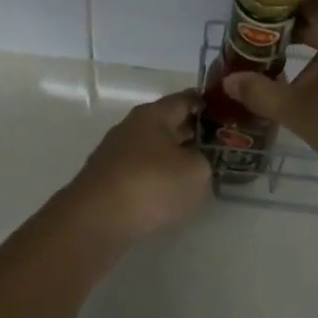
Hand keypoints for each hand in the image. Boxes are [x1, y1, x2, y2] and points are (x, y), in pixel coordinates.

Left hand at [65, 89, 211, 246]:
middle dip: (188, 132)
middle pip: (166, 123)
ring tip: (190, 172)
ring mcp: (115, 151)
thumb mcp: (195, 172)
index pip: (184, 99)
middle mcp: (132, 125)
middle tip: (212, 145)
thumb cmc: (151, 184)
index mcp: (154, 114)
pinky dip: (153, 176)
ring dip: (170, 156)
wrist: (97, 218)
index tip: (220, 112)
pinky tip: (163, 193)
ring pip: (151, 147)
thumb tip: (194, 159)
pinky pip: (137, 169)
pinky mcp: (105, 178)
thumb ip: (203, 160)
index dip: (204, 104)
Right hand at [224, 9, 317, 198]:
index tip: (249, 32)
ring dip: (311, 59)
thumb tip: (229, 79)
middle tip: (259, 56)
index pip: (299, 9)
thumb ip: (261, 93)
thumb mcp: (300, 112)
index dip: (272, 19)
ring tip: (283, 77)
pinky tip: (317, 94)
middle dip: (289, 41)